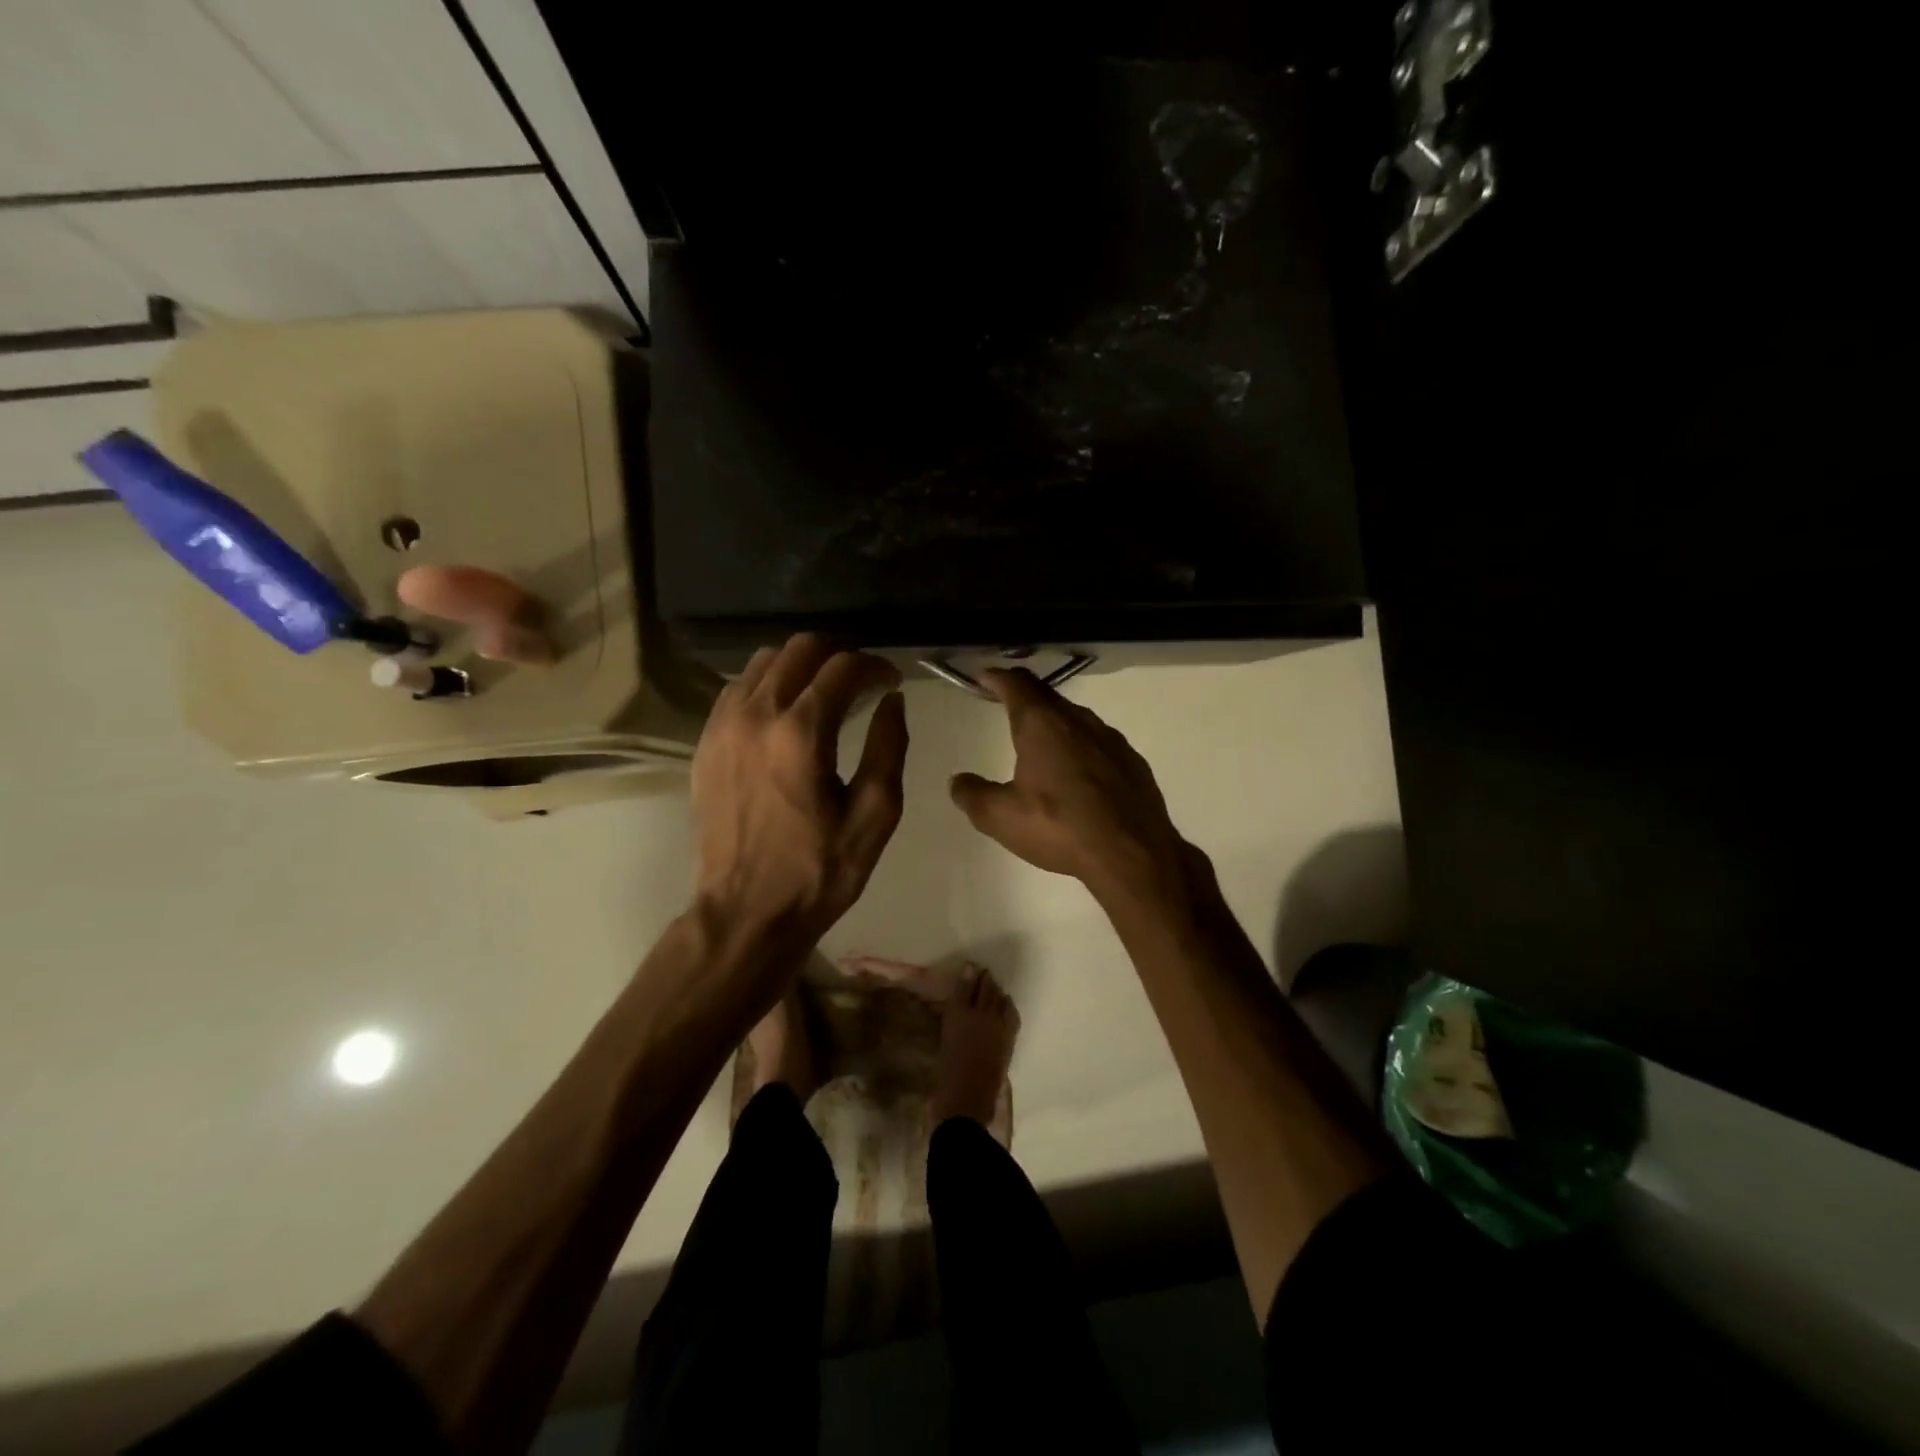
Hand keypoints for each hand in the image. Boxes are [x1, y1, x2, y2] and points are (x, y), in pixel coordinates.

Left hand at [692, 634, 908, 944]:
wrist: (745, 913)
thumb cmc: (819, 871)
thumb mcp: (874, 815)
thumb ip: (888, 747)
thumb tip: (892, 701)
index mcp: (801, 733)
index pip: (842, 666)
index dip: (875, 666)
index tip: (892, 681)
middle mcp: (756, 715)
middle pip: (799, 648)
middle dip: (838, 655)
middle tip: (861, 682)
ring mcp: (722, 726)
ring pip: (763, 661)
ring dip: (801, 666)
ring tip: (824, 693)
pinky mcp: (704, 743)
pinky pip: (738, 688)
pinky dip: (767, 685)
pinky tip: (785, 713)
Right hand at [950, 668, 1193, 906]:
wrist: (1133, 854)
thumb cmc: (1060, 828)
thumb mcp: (1001, 818)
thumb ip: (974, 795)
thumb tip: (957, 781)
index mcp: (1042, 725)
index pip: (1016, 685)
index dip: (997, 678)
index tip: (984, 678)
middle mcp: (1079, 721)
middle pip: (1047, 696)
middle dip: (1024, 695)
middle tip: (1006, 703)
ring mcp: (1111, 739)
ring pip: (1076, 718)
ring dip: (1055, 721)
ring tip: (1041, 739)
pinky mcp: (1132, 762)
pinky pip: (1099, 742)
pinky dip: (1081, 746)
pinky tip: (1079, 772)